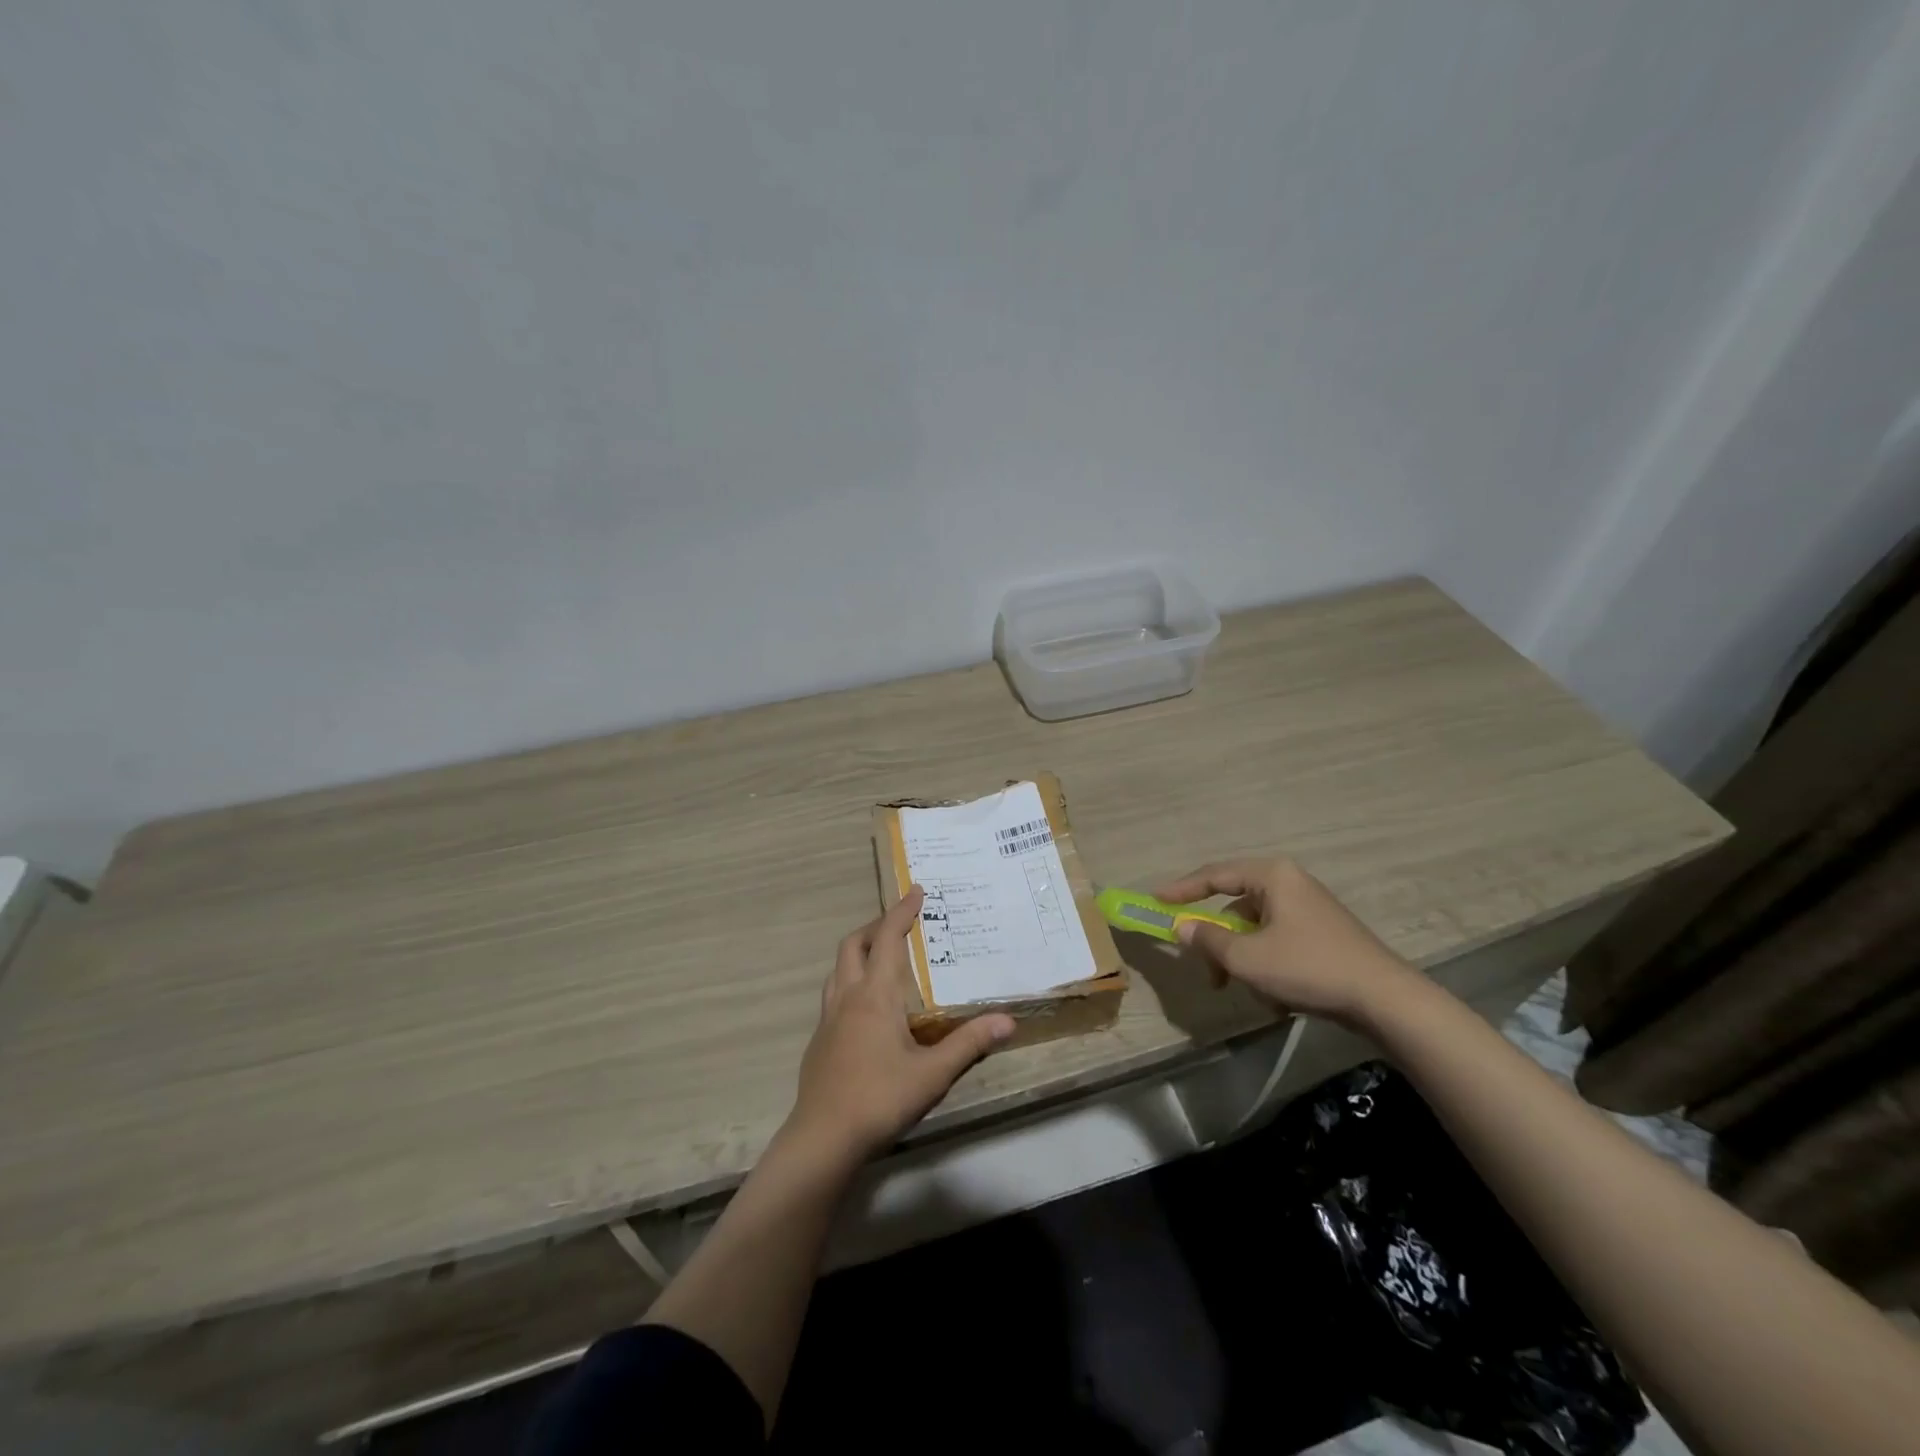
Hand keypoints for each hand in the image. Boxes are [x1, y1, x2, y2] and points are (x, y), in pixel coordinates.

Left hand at [785, 887, 1015, 1166]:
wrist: (823, 1138)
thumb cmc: (880, 1098)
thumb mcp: (933, 1073)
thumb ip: (969, 1043)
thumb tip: (1008, 1020)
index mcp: (875, 995)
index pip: (887, 938)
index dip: (901, 911)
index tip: (916, 890)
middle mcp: (848, 997)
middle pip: (853, 945)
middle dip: (875, 926)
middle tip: (899, 923)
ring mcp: (828, 1019)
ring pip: (838, 969)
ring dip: (858, 952)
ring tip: (881, 958)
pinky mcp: (819, 1041)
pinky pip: (833, 994)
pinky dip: (850, 981)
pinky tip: (866, 1008)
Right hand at [1155, 857, 1415, 1021]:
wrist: (1385, 1000)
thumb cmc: (1308, 967)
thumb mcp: (1247, 957)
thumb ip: (1208, 939)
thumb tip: (1181, 927)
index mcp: (1271, 876)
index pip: (1214, 875)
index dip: (1182, 889)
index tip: (1155, 901)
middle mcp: (1290, 883)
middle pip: (1235, 907)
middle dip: (1219, 944)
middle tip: (1208, 972)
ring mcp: (1309, 909)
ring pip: (1256, 931)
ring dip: (1244, 961)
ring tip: (1251, 994)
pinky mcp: (1322, 935)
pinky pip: (1278, 944)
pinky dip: (1268, 967)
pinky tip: (1277, 1000)